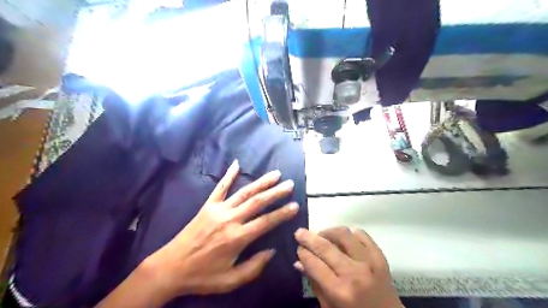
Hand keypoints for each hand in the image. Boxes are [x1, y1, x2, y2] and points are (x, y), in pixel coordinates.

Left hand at [144, 161, 299, 300]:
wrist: (170, 267)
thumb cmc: (203, 276)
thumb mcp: (231, 280)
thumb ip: (254, 267)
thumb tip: (272, 251)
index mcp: (237, 238)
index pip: (266, 222)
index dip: (282, 213)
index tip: (295, 205)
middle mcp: (230, 219)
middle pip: (257, 202)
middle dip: (276, 192)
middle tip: (290, 184)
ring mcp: (218, 210)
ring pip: (244, 192)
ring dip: (261, 182)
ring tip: (275, 174)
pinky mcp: (207, 206)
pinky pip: (219, 187)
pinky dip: (228, 175)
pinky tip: (236, 164)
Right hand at [296, 227, 401, 307]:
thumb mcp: (329, 307)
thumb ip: (315, 283)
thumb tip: (299, 262)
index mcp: (340, 291)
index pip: (314, 264)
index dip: (303, 253)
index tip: (298, 247)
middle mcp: (354, 274)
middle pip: (326, 247)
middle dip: (309, 238)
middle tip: (300, 233)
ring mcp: (370, 262)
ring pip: (344, 235)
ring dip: (329, 232)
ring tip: (322, 236)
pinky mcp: (380, 257)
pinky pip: (363, 235)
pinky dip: (351, 234)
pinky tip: (343, 240)